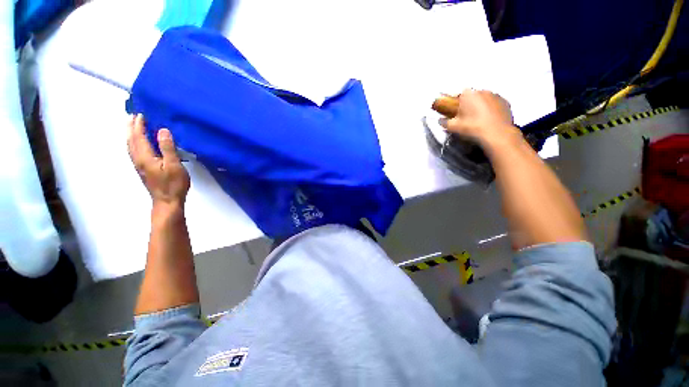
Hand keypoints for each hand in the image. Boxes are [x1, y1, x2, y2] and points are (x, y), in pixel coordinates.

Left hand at [127, 114, 189, 208]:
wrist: (167, 201)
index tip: (141, 114)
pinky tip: (138, 144)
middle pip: (131, 140)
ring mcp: (139, 165)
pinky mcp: (143, 169)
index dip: (139, 125)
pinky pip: (134, 151)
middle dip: (131, 128)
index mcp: (145, 156)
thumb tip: (162, 130)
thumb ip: (167, 148)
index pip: (139, 136)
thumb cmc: (173, 184)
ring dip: (131, 135)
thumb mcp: (174, 165)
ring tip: (133, 126)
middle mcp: (138, 159)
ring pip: (131, 146)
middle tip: (132, 116)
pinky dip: (134, 143)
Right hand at [440, 89, 520, 147]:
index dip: (456, 103)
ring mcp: (496, 95)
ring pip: (484, 99)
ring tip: (479, 120)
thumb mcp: (453, 127)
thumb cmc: (472, 128)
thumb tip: (440, 120)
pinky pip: (495, 104)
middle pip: (472, 96)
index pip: (458, 95)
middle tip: (466, 117)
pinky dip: (491, 109)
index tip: (455, 112)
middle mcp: (482, 90)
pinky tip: (489, 120)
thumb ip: (444, 122)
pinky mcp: (506, 102)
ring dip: (480, 106)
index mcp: (468, 94)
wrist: (497, 134)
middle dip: (468, 104)